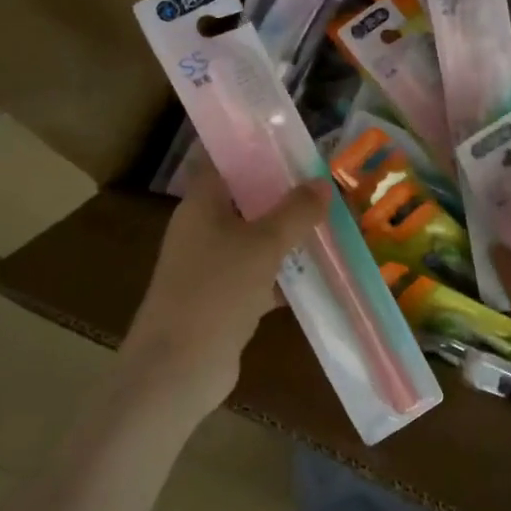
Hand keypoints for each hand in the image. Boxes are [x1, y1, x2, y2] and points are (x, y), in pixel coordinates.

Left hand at [122, 163, 328, 415]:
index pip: (224, 161)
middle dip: (283, 195)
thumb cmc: (216, 290)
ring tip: (331, 224)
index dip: (256, 149)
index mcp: (201, 204)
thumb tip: (322, 182)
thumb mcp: (263, 245)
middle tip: (325, 185)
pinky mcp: (224, 300)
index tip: (293, 144)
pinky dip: (285, 276)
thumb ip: (295, 212)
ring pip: (255, 240)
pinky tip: (320, 275)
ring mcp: (212, 267)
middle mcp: (203, 229)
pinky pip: (259, 277)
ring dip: (288, 236)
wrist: (179, 366)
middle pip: (245, 200)